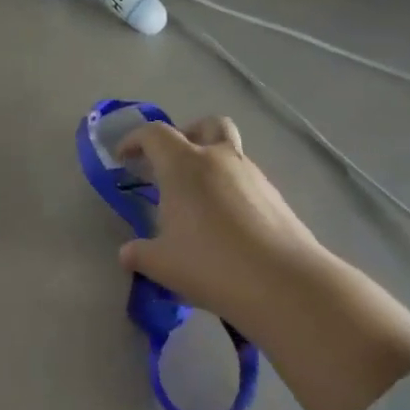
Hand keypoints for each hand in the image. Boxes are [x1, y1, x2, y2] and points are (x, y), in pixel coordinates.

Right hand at [116, 117, 328, 331]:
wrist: (285, 284)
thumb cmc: (212, 264)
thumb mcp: (162, 264)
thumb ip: (139, 254)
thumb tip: (128, 253)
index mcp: (184, 165)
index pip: (154, 134)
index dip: (134, 140)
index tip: (124, 158)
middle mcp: (219, 159)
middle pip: (205, 125)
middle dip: (187, 135)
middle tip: (173, 163)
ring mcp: (253, 176)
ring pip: (231, 152)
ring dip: (212, 164)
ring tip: (200, 203)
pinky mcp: (277, 198)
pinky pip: (247, 181)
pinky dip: (232, 190)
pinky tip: (227, 226)